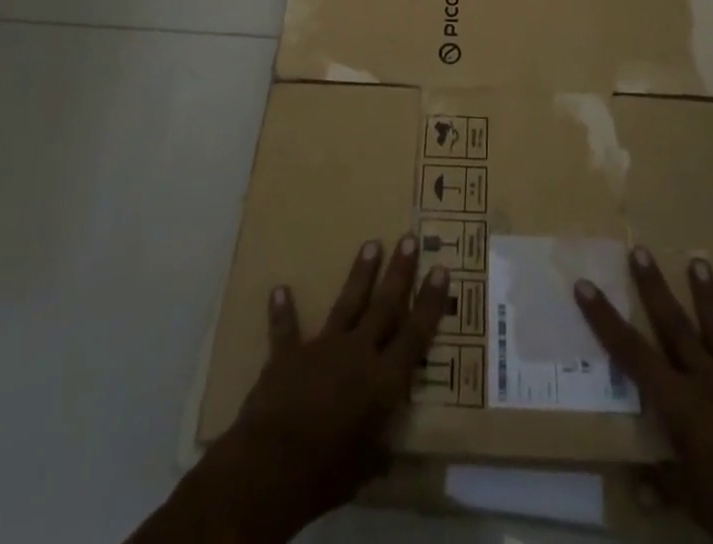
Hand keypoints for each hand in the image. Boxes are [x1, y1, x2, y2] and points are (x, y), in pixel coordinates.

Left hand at [135, 236, 449, 543]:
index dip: (430, 302)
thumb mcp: (365, 469)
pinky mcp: (288, 354)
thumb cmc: (327, 473)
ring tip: (371, 244)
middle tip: (410, 239)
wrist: (272, 466)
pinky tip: (279, 289)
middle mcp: (358, 353)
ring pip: (347, 302)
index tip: (441, 269)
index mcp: (383, 381)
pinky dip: (283, 310)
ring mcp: (322, 347)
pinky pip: (286, 328)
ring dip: (360, 274)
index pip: (415, 334)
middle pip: (384, 305)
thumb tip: (388, 450)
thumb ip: (378, 449)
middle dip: (399, 271)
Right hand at [575, 248, 712, 543]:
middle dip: (654, 286)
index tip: (585, 286)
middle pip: (673, 324)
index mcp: (678, 402)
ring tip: (699, 261)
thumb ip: (664, 483)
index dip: (605, 319)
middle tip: (640, 250)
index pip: (631, 353)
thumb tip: (636, 483)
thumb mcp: (691, 502)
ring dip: (708, 295)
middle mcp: (706, 379)